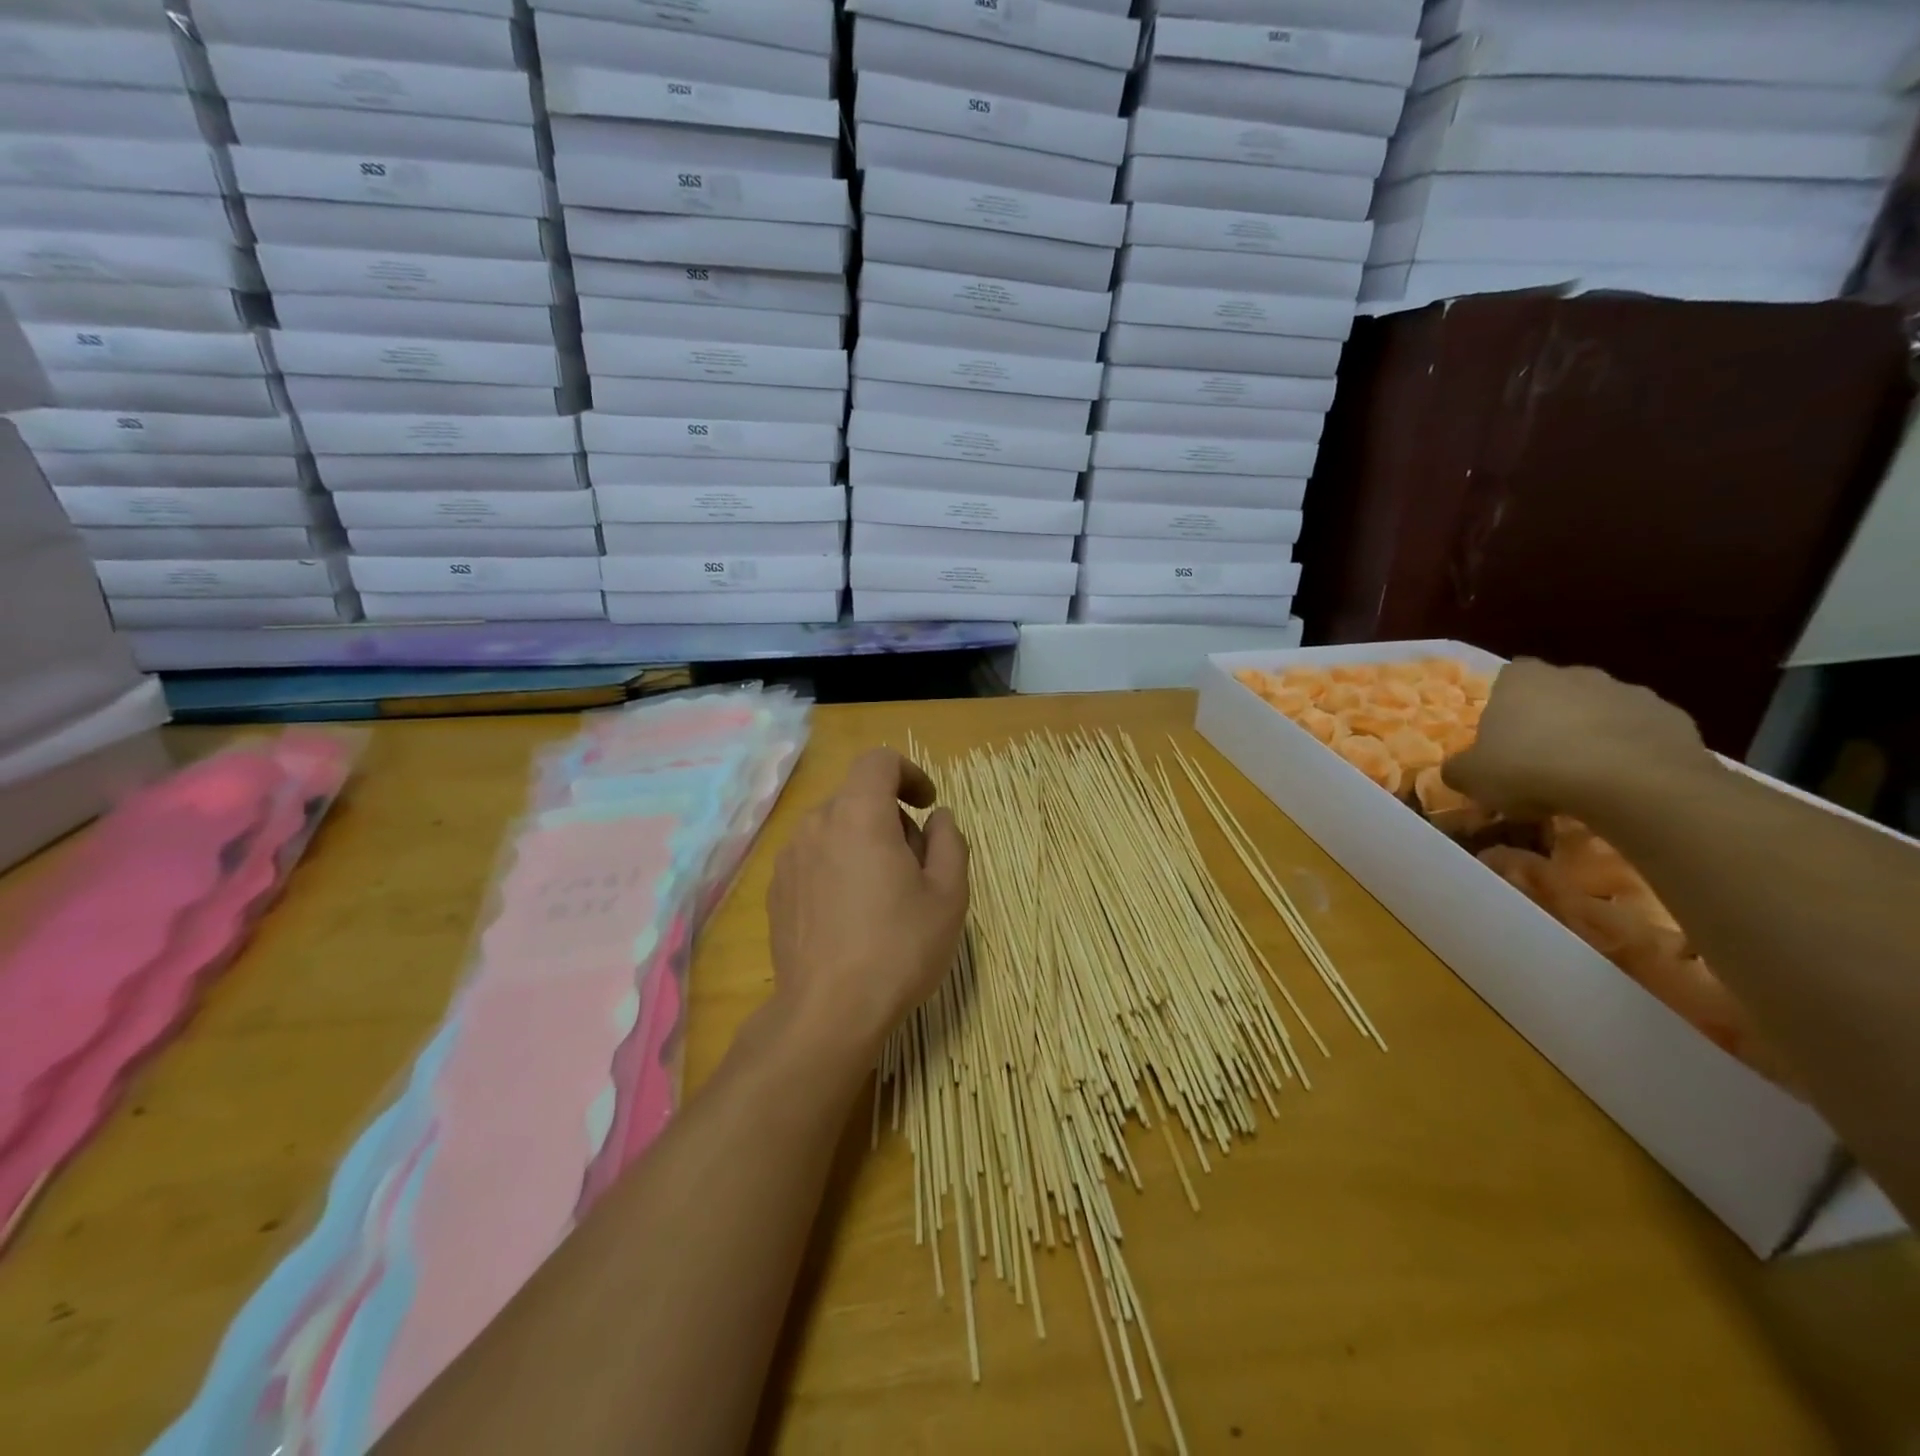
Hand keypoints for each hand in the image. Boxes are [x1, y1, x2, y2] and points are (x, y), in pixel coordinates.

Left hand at [765, 748, 969, 1062]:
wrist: (828, 1013)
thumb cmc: (898, 947)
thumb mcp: (948, 895)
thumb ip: (949, 841)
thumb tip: (937, 818)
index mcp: (859, 815)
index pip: (878, 761)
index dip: (909, 773)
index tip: (927, 805)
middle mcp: (816, 824)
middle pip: (858, 796)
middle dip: (892, 817)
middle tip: (916, 864)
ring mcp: (789, 858)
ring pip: (835, 827)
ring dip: (864, 841)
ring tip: (884, 893)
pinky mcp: (776, 890)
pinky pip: (814, 857)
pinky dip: (837, 865)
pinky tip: (851, 914)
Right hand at [1442, 659, 1716, 819]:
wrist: (1631, 784)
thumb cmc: (1532, 768)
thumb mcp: (1472, 777)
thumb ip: (1458, 769)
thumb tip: (1458, 770)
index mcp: (1522, 678)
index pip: (1506, 681)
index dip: (1504, 710)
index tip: (1502, 741)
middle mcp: (1575, 674)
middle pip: (1556, 693)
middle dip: (1550, 720)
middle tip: (1540, 761)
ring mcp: (1629, 692)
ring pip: (1601, 712)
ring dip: (1592, 735)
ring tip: (1584, 778)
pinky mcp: (1673, 718)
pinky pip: (1641, 734)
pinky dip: (1631, 752)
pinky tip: (1622, 784)